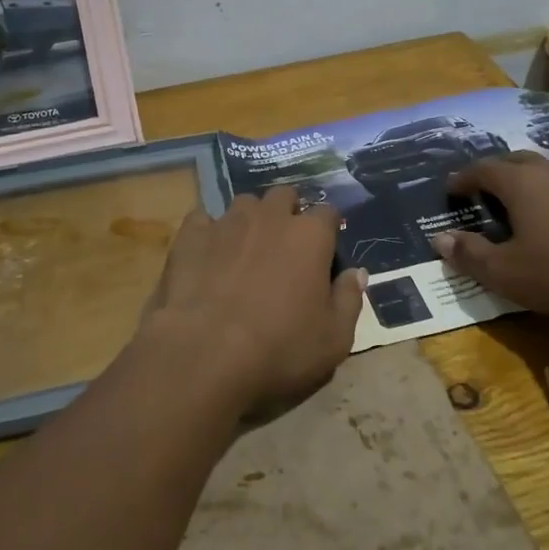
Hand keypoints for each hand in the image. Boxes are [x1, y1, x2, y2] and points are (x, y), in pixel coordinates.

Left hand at [141, 186, 366, 416]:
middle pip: (284, 196)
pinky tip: (207, 254)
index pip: (328, 212)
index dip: (328, 229)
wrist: (205, 354)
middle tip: (285, 246)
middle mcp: (270, 217)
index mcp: (309, 236)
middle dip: (288, 212)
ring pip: (245, 203)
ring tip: (245, 249)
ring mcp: (227, 221)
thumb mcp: (334, 339)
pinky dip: (208, 232)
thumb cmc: (279, 349)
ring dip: (250, 219)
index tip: (325, 250)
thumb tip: (356, 273)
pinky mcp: (191, 234)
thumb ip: (349, 300)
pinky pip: (203, 219)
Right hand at [430, 152, 548, 318]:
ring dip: (538, 180)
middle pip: (518, 161)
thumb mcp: (506, 273)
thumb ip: (470, 254)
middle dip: (498, 171)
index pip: (483, 170)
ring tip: (532, 198)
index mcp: (519, 185)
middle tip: (487, 187)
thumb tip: (440, 238)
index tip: (452, 188)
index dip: (464, 177)